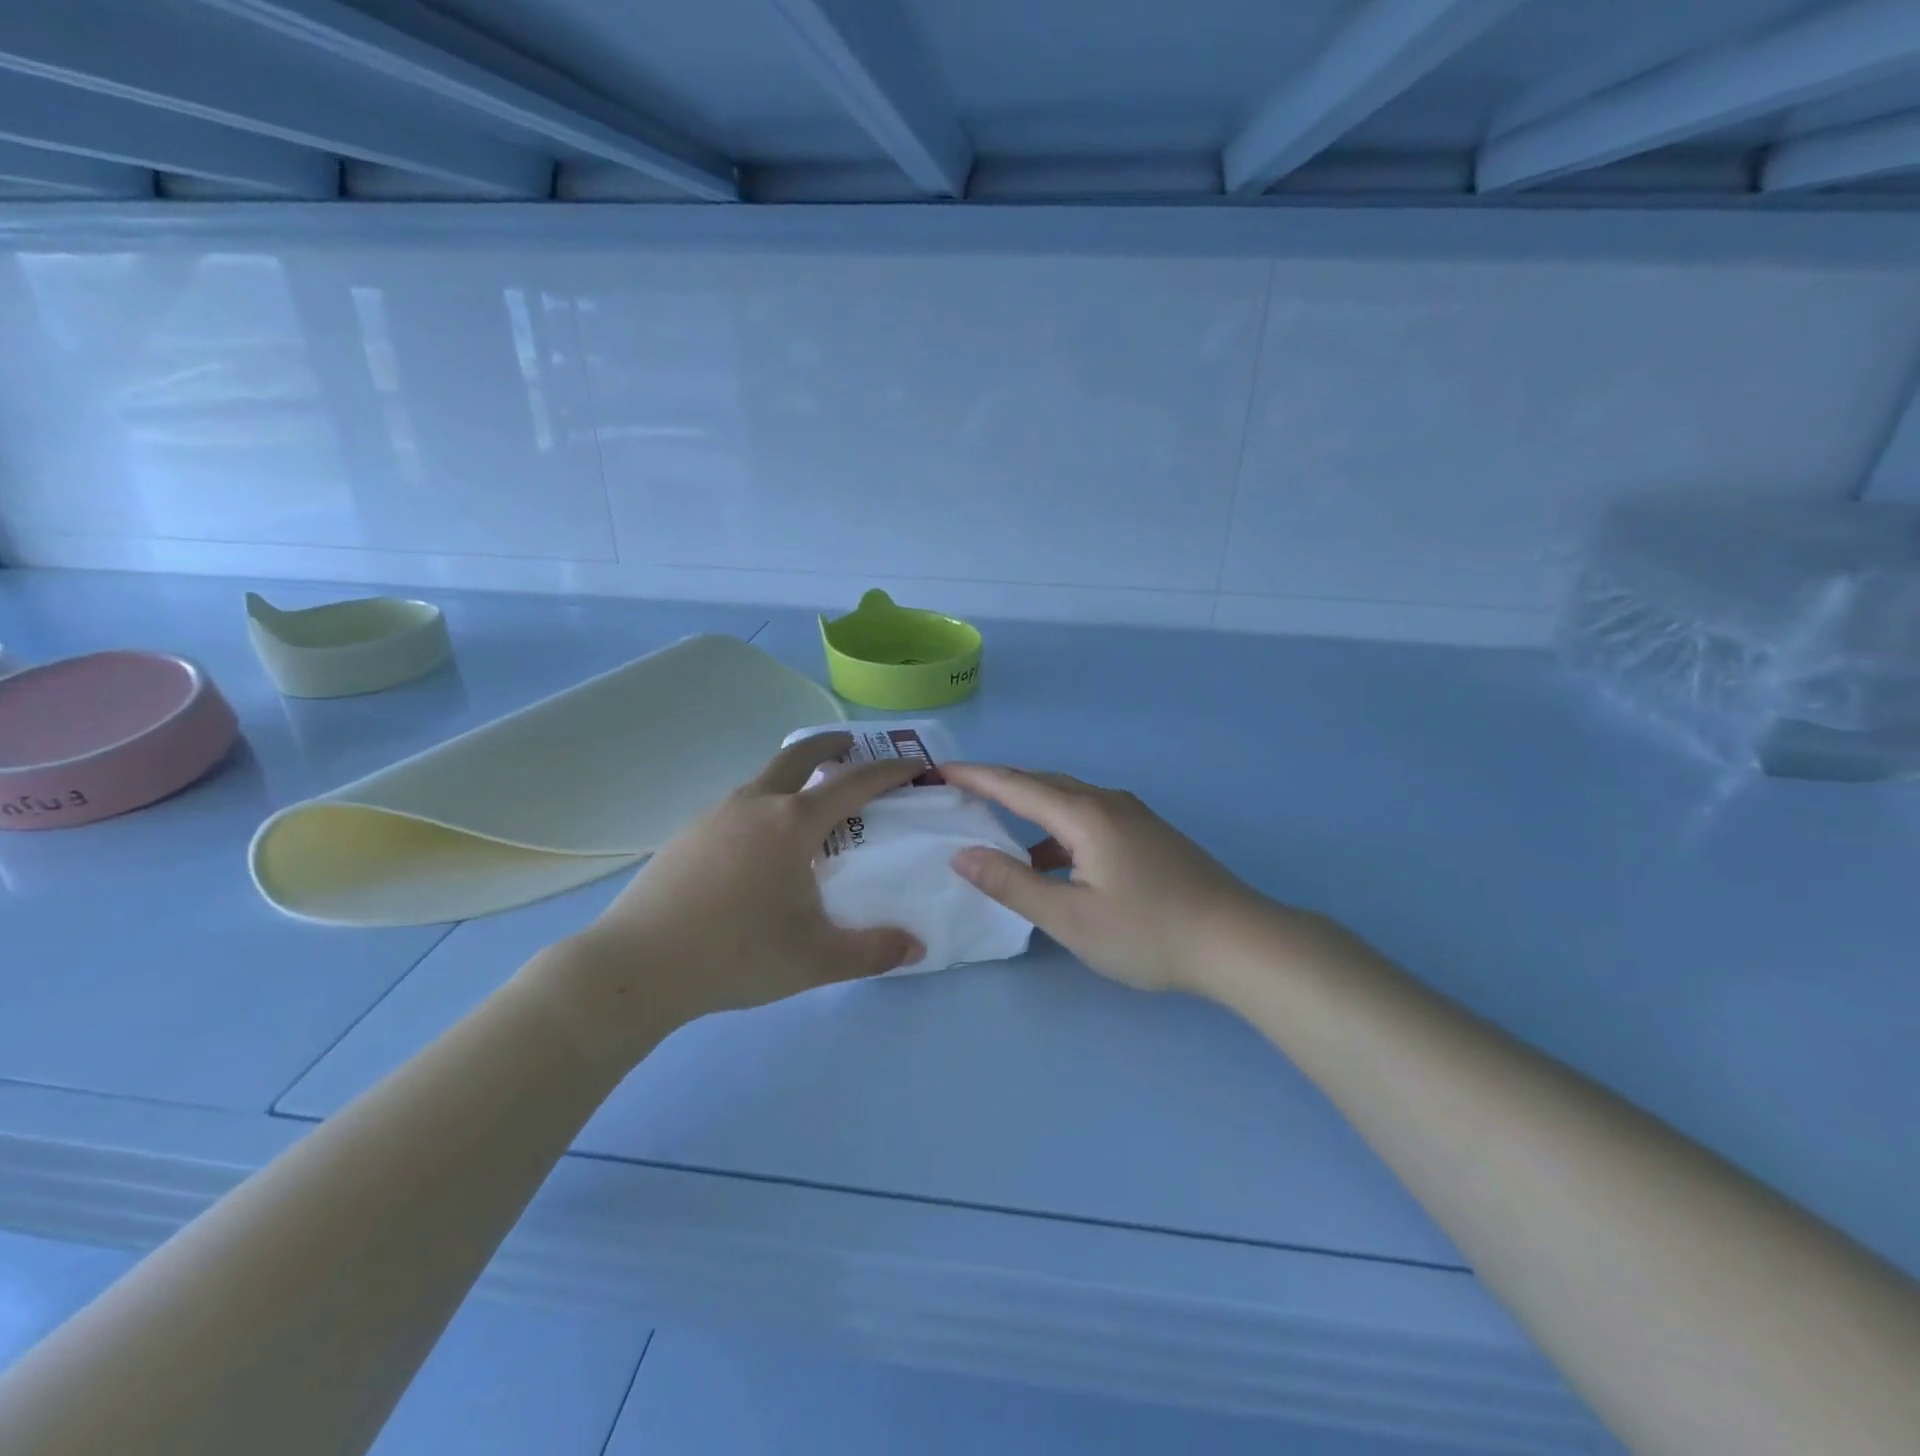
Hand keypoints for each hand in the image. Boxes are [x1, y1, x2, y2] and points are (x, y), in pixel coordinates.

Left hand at [556, 733, 925, 1034]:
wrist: (636, 967)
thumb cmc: (735, 954)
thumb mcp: (816, 960)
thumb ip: (873, 952)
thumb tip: (916, 947)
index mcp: (792, 823)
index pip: (853, 784)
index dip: (890, 771)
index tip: (916, 764)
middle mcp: (754, 804)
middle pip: (798, 756)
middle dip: (830, 746)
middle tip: (851, 747)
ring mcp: (714, 815)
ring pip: (763, 779)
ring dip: (793, 778)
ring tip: (807, 809)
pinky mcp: (686, 834)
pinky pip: (737, 805)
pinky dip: (762, 805)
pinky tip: (758, 847)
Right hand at [943, 764, 1291, 996]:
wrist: (1239, 941)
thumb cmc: (1148, 932)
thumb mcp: (1070, 918)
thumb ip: (1012, 884)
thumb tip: (962, 854)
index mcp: (1085, 814)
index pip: (1016, 785)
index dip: (975, 776)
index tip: (939, 770)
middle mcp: (1108, 802)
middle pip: (1042, 784)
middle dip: (999, 784)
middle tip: (960, 791)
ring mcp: (1133, 817)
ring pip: (1067, 800)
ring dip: (1029, 808)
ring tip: (996, 826)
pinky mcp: (1148, 835)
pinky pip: (1088, 817)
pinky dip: (1056, 829)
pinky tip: (1051, 862)